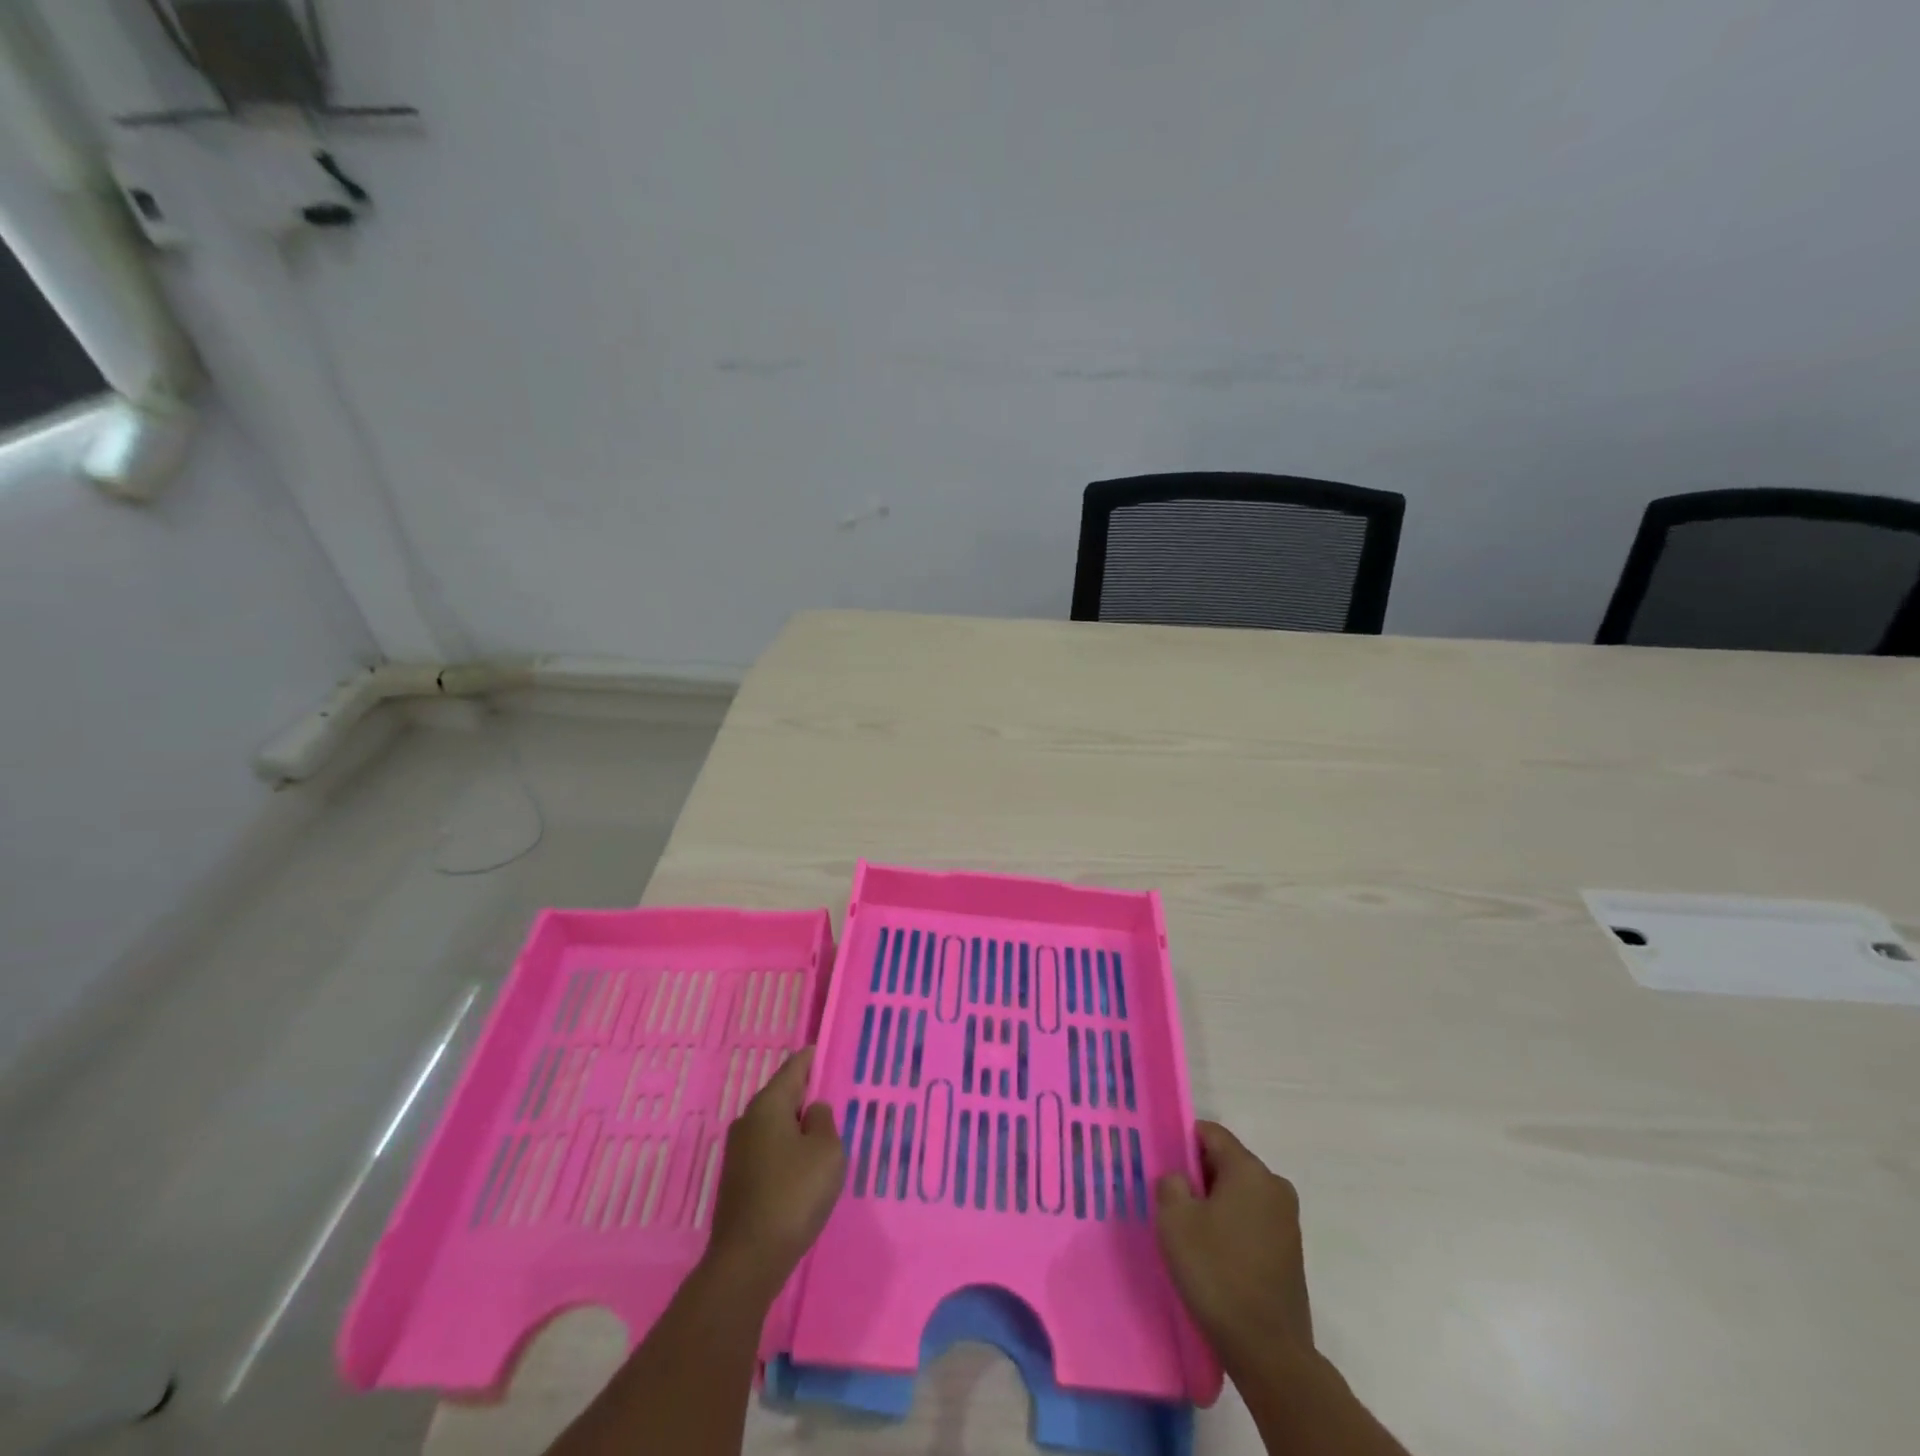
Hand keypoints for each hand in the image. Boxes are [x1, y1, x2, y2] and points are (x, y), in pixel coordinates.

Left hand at [705, 1047, 844, 1297]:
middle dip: (805, 1093)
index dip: (812, 1058)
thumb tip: (812, 1111)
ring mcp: (738, 1152)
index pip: (793, 1068)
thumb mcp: (826, 1151)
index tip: (825, 1050)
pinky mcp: (737, 1180)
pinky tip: (803, 1166)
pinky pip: (768, 1150)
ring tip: (823, 1132)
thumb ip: (824, 1121)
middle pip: (781, 1095)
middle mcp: (747, 1121)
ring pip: (774, 1125)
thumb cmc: (793, 1195)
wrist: (748, 1260)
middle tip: (832, 1094)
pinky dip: (787, 1149)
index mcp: (768, 1105)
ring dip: (796, 1125)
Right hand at [1155, 1121, 1313, 1370]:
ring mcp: (1287, 1220)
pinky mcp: (1291, 1251)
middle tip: (1172, 1201)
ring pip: (1240, 1193)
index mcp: (1250, 1170)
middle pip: (1227, 1162)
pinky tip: (1215, 1254)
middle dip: (1199, 1175)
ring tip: (1191, 1231)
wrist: (1268, 1350)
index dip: (1183, 1142)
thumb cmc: (1217, 1273)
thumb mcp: (1174, 1220)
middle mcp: (1275, 1186)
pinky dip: (1232, 1226)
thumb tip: (1181, 1180)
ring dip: (1215, 1203)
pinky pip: (1253, 1220)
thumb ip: (1171, 1183)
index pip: (1211, 1133)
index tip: (1164, 1165)